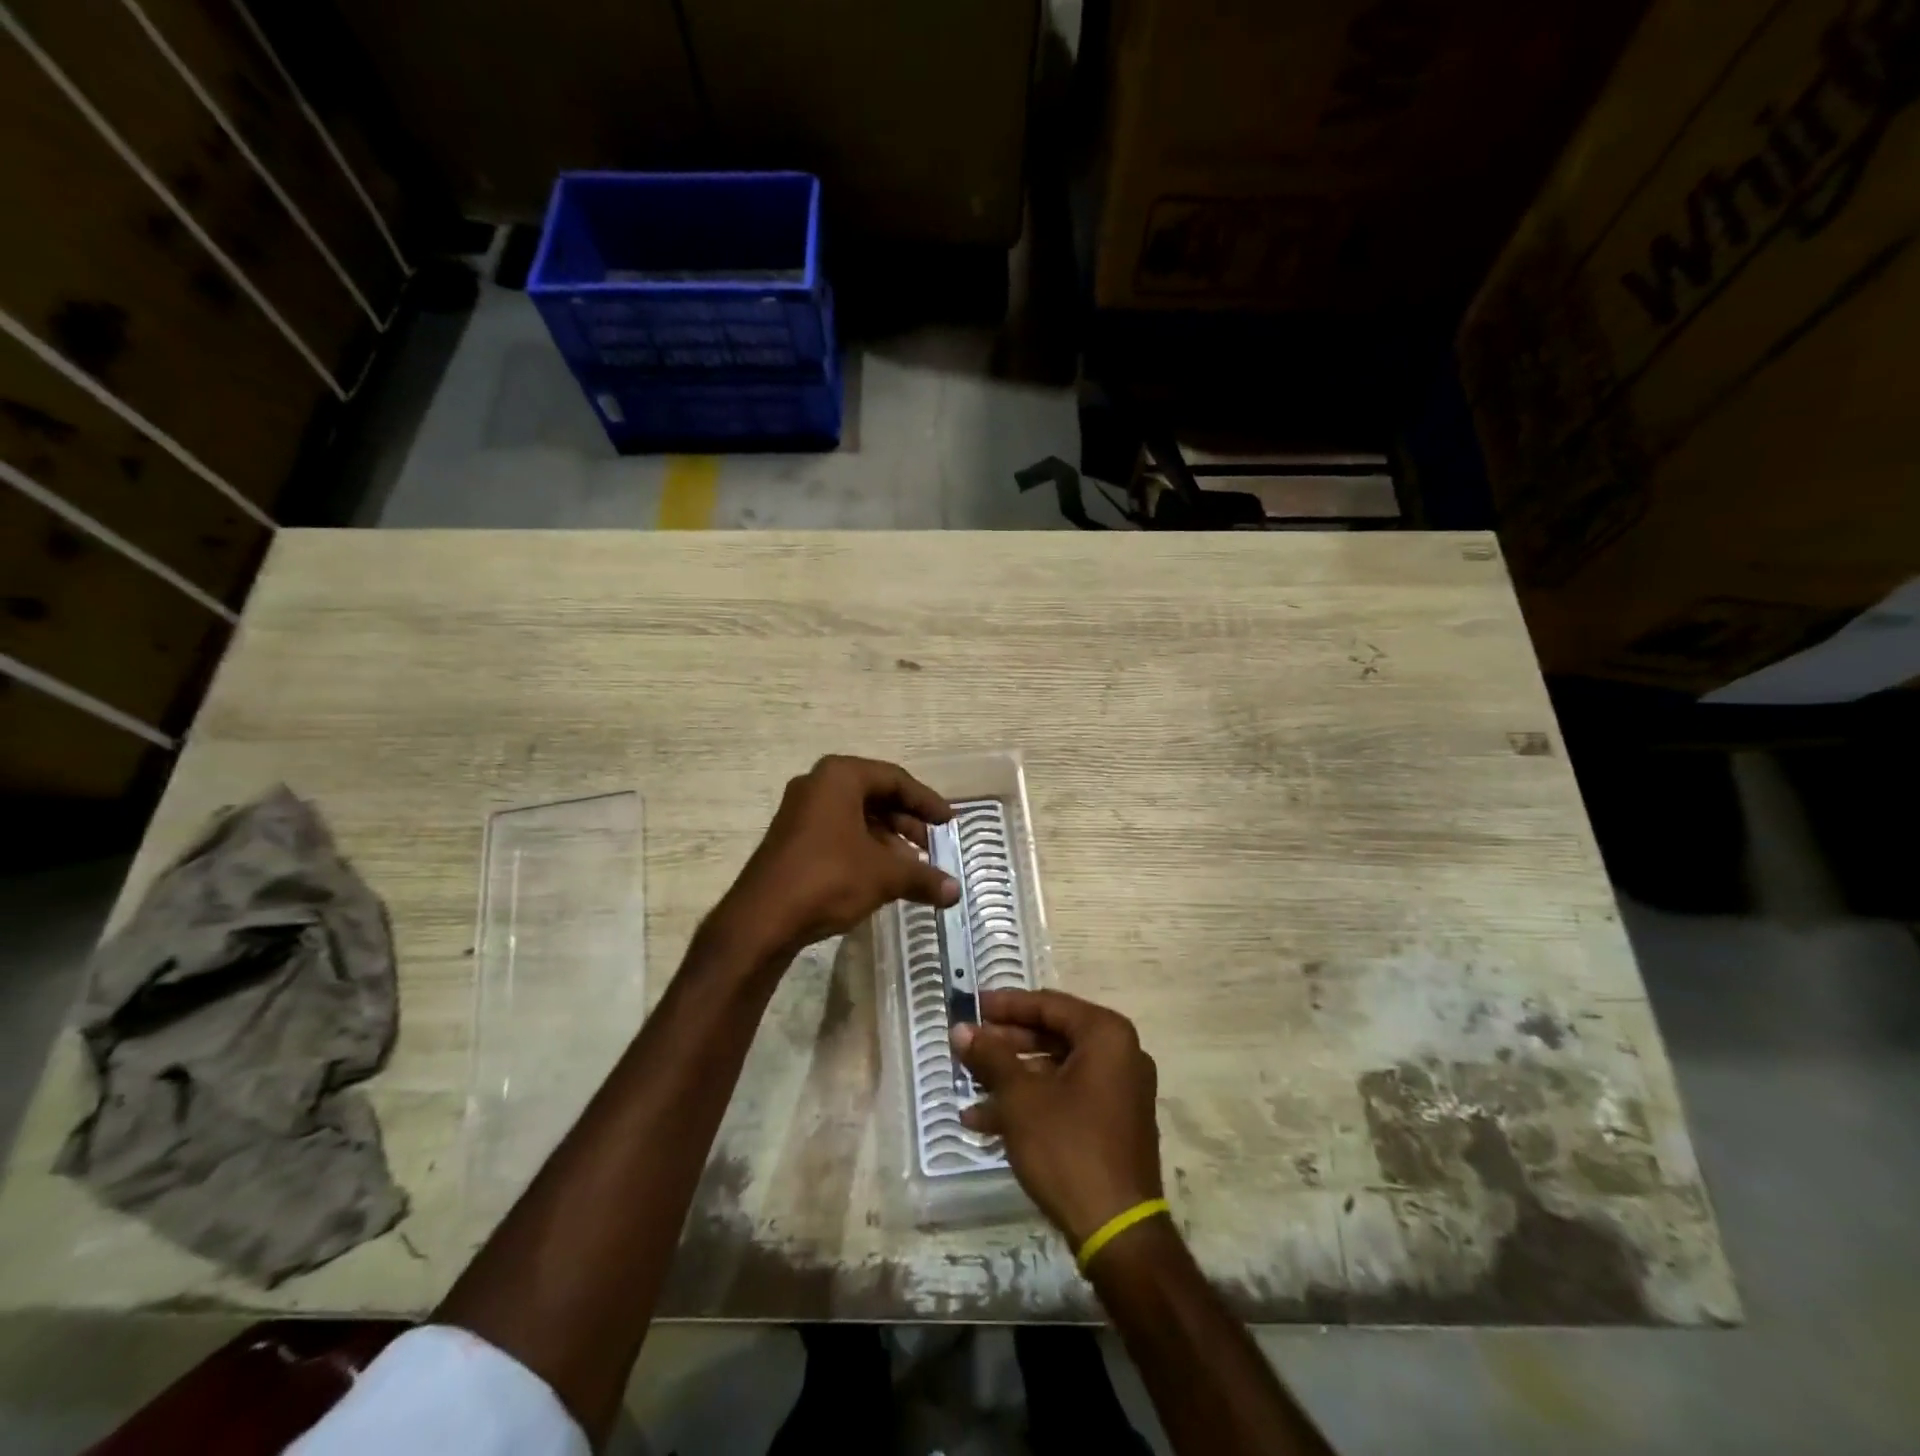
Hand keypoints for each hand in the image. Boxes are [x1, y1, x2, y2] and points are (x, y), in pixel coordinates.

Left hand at [716, 755, 958, 961]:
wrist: (762, 919)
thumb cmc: (828, 879)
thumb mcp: (884, 875)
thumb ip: (923, 878)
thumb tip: (955, 893)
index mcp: (840, 777)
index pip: (895, 779)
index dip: (927, 802)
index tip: (950, 822)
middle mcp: (818, 785)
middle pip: (876, 796)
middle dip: (908, 822)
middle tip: (933, 846)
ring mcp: (801, 812)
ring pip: (857, 817)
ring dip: (888, 839)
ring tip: (913, 866)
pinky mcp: (792, 839)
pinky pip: (839, 832)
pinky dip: (865, 848)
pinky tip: (883, 876)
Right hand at [953, 989, 1163, 1248]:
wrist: (1117, 1231)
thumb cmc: (1068, 1147)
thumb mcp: (1020, 1098)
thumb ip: (990, 1057)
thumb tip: (960, 1029)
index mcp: (1106, 1035)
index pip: (1048, 1004)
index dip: (1006, 1005)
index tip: (972, 1006)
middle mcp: (1120, 1055)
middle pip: (1052, 1036)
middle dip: (1005, 1044)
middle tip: (967, 1045)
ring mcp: (1119, 1092)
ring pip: (1055, 1071)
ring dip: (1011, 1078)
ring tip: (968, 1087)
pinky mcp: (1113, 1124)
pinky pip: (1066, 1098)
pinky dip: (1031, 1103)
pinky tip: (985, 1122)